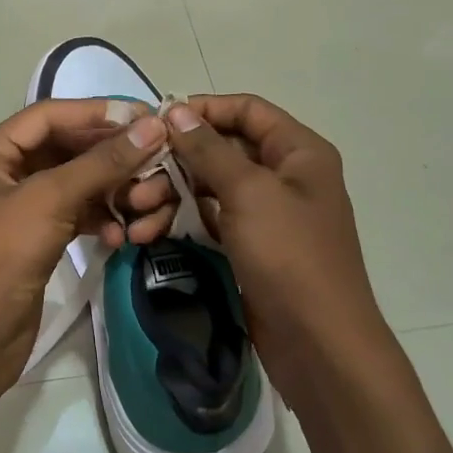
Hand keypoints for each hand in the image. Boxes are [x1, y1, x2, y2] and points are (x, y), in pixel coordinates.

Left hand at [0, 99, 174, 390]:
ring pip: (76, 184)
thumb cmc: (1, 258)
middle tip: (156, 157)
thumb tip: (152, 125)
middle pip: (66, 149)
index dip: (96, 113)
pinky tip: (121, 236)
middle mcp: (2, 174)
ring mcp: (20, 209)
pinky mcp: (37, 240)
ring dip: (111, 190)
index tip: (144, 116)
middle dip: (109, 156)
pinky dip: (100, 220)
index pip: (48, 116)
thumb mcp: (50, 201)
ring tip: (144, 202)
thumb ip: (101, 162)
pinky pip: (76, 215)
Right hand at [163, 95, 387, 407]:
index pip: (247, 110)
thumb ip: (209, 149)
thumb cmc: (290, 255)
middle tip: (135, 179)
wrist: (319, 343)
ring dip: (169, 195)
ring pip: (210, 187)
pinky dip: (180, 221)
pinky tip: (146, 234)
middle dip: (175, 161)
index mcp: (298, 151)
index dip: (203, 110)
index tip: (157, 122)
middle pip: (222, 149)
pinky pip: (210, 219)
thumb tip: (177, 110)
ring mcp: (267, 213)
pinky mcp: (250, 245)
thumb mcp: (248, 193)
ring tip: (134, 213)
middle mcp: (285, 175)